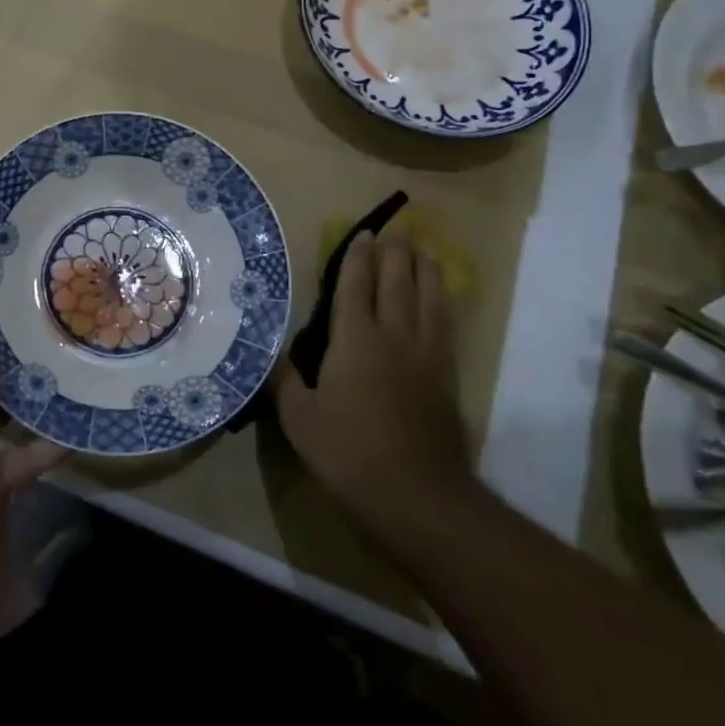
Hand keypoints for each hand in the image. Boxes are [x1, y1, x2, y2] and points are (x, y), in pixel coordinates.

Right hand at [272, 227, 476, 550]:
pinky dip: (444, 303)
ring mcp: (426, 355)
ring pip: (429, 299)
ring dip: (427, 271)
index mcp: (354, 340)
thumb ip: (286, 382)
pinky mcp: (448, 377)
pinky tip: (443, 300)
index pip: (355, 286)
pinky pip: (447, 326)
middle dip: (395, 253)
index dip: (357, 258)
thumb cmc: (349, 452)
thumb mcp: (300, 419)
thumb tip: (275, 356)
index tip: (363, 234)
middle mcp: (393, 336)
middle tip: (397, 230)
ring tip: (426, 251)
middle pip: (397, 282)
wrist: (416, 495)